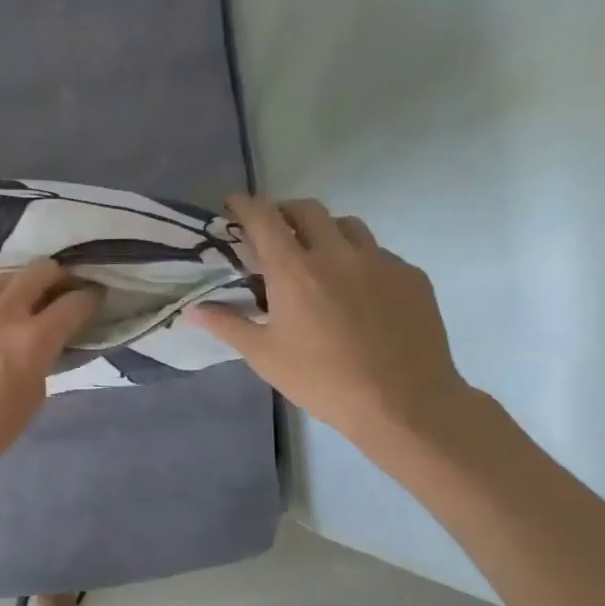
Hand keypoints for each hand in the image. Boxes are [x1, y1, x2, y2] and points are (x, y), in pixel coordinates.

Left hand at [0, 260, 103, 490]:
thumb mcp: (30, 400)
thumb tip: (41, 346)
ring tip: (16, 305)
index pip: (74, 303)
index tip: (93, 298)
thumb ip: (41, 362)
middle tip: (58, 289)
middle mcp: (1, 312)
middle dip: (56, 276)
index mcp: (33, 338)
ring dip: (15, 289)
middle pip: (38, 271)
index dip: (90, 297)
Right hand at [186, 194, 471, 447]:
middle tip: (274, 230)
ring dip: (325, 230)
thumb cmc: (322, 380)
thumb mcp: (265, 356)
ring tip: (318, 256)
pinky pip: (379, 254)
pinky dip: (359, 260)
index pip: (264, 219)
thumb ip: (228, 325)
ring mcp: (380, 261)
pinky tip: (358, 292)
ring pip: (348, 226)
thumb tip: (193, 310)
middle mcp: (338, 254)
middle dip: (285, 211)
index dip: (246, 205)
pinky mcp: (411, 277)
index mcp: (295, 271)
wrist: (403, 401)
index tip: (234, 203)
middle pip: (308, 210)